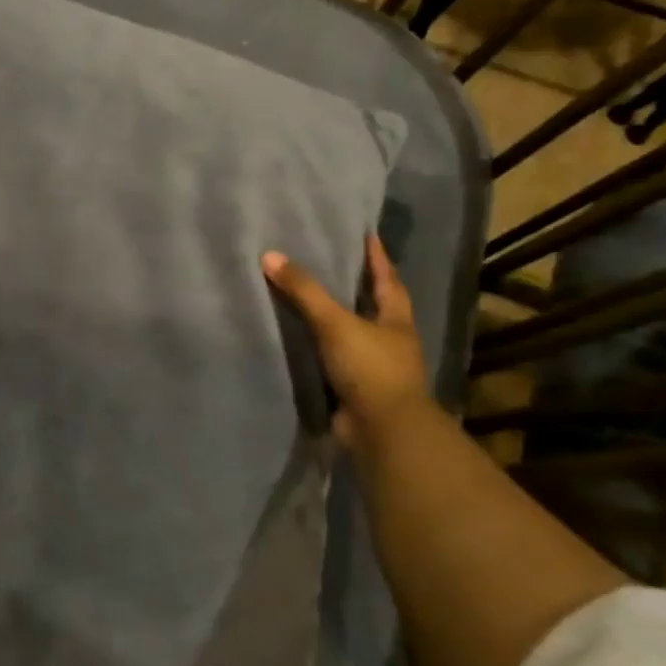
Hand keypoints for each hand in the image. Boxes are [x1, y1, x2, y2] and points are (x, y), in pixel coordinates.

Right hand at [262, 234, 427, 448]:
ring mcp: (373, 368)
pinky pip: (333, 361)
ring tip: (306, 299)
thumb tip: (269, 256)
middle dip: (356, 288)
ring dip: (335, 320)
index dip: (377, 257)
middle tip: (331, 262)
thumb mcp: (335, 323)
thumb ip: (304, 291)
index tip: (367, 234)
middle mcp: (389, 341)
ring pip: (352, 334)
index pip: (387, 279)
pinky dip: (320, 350)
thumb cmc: (369, 368)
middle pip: (373, 306)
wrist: (381, 431)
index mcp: (395, 320)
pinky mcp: (355, 390)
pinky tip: (299, 342)